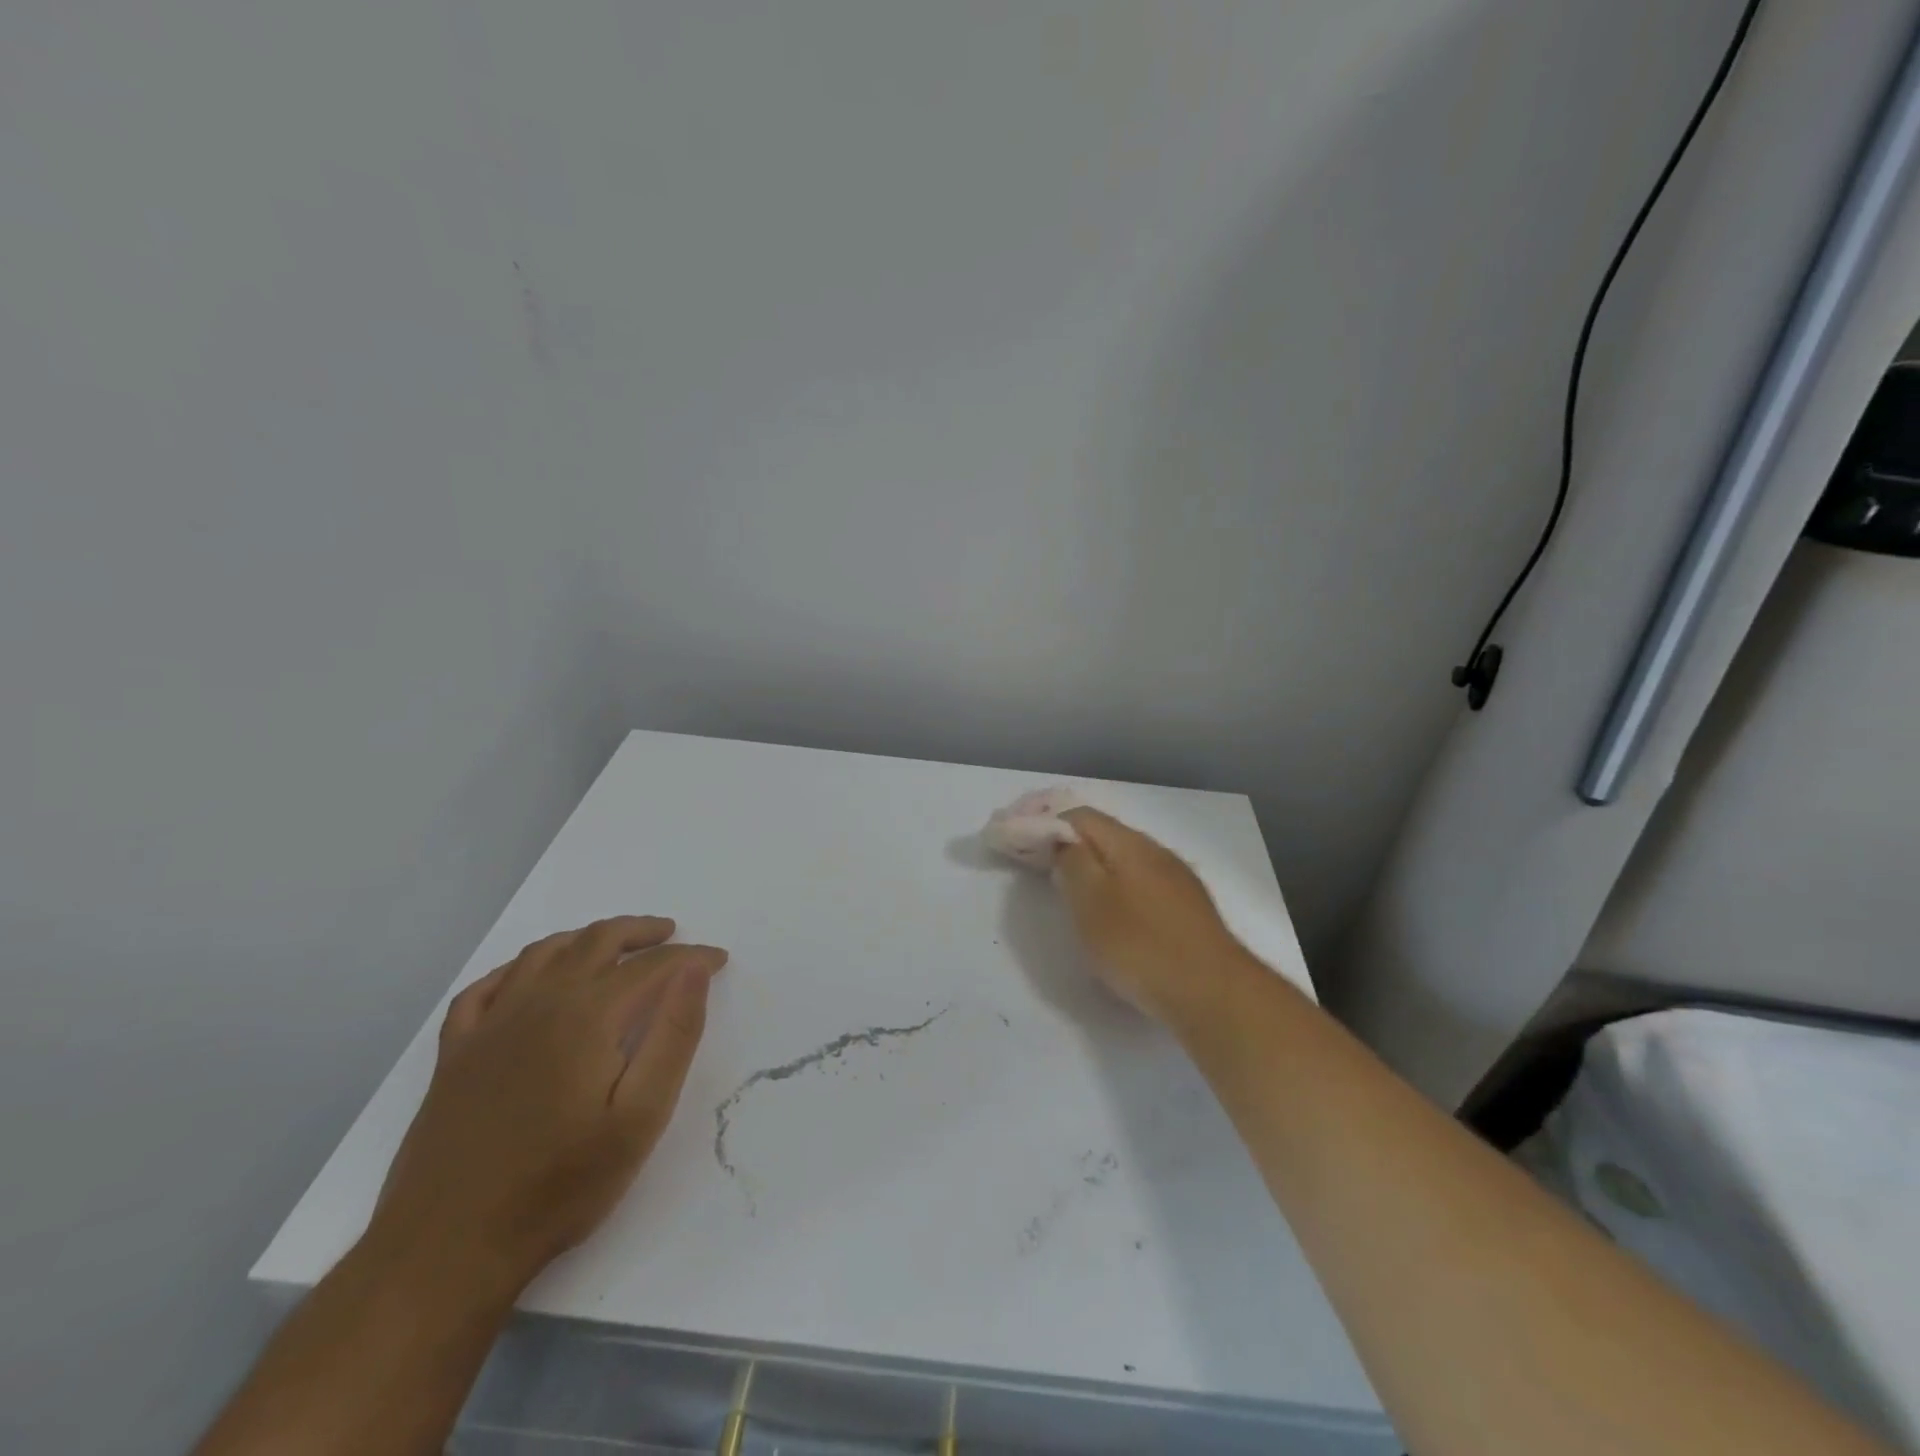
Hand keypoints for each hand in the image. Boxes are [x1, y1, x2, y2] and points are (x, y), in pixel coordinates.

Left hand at [366, 916, 726, 1301]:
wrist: (446, 1251)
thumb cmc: (559, 1185)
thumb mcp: (640, 1117)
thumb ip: (674, 1035)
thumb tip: (695, 970)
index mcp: (586, 1016)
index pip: (650, 966)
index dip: (690, 957)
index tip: (718, 960)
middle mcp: (537, 1003)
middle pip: (596, 941)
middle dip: (640, 932)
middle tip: (672, 935)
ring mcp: (489, 1026)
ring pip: (543, 954)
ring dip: (586, 938)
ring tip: (614, 945)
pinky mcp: (455, 1054)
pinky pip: (485, 988)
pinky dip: (516, 969)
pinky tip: (528, 978)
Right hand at [1053, 809, 1254, 1026]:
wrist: (1213, 993)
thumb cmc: (1140, 945)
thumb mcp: (1090, 902)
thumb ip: (1072, 863)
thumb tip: (1065, 843)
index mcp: (1130, 844)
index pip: (1081, 816)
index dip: (1047, 824)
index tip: (1022, 846)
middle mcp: (1157, 852)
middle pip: (1106, 836)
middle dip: (1072, 848)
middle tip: (1044, 873)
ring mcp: (1178, 880)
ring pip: (1126, 862)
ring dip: (1097, 871)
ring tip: (1076, 897)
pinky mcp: (1190, 910)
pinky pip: (1144, 886)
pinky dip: (1120, 891)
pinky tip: (1116, 919)